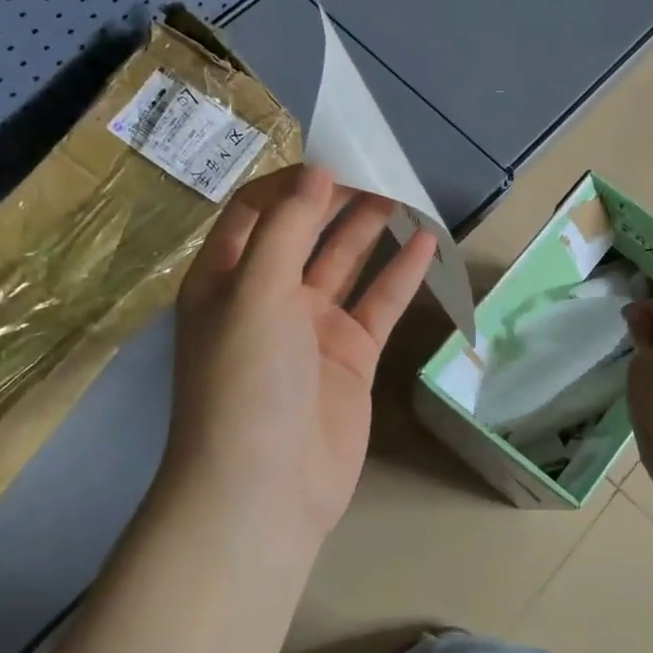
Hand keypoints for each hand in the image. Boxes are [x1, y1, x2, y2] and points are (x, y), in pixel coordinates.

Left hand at [164, 164, 436, 548]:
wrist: (265, 492)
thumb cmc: (245, 383)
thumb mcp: (253, 294)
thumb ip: (285, 229)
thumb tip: (316, 174)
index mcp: (226, 279)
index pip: (255, 211)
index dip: (291, 183)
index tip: (334, 160)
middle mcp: (267, 297)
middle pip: (304, 232)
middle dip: (336, 199)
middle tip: (378, 167)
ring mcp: (311, 327)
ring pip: (345, 263)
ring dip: (370, 228)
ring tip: (403, 191)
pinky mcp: (350, 355)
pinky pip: (378, 304)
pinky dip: (400, 274)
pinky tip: (426, 241)